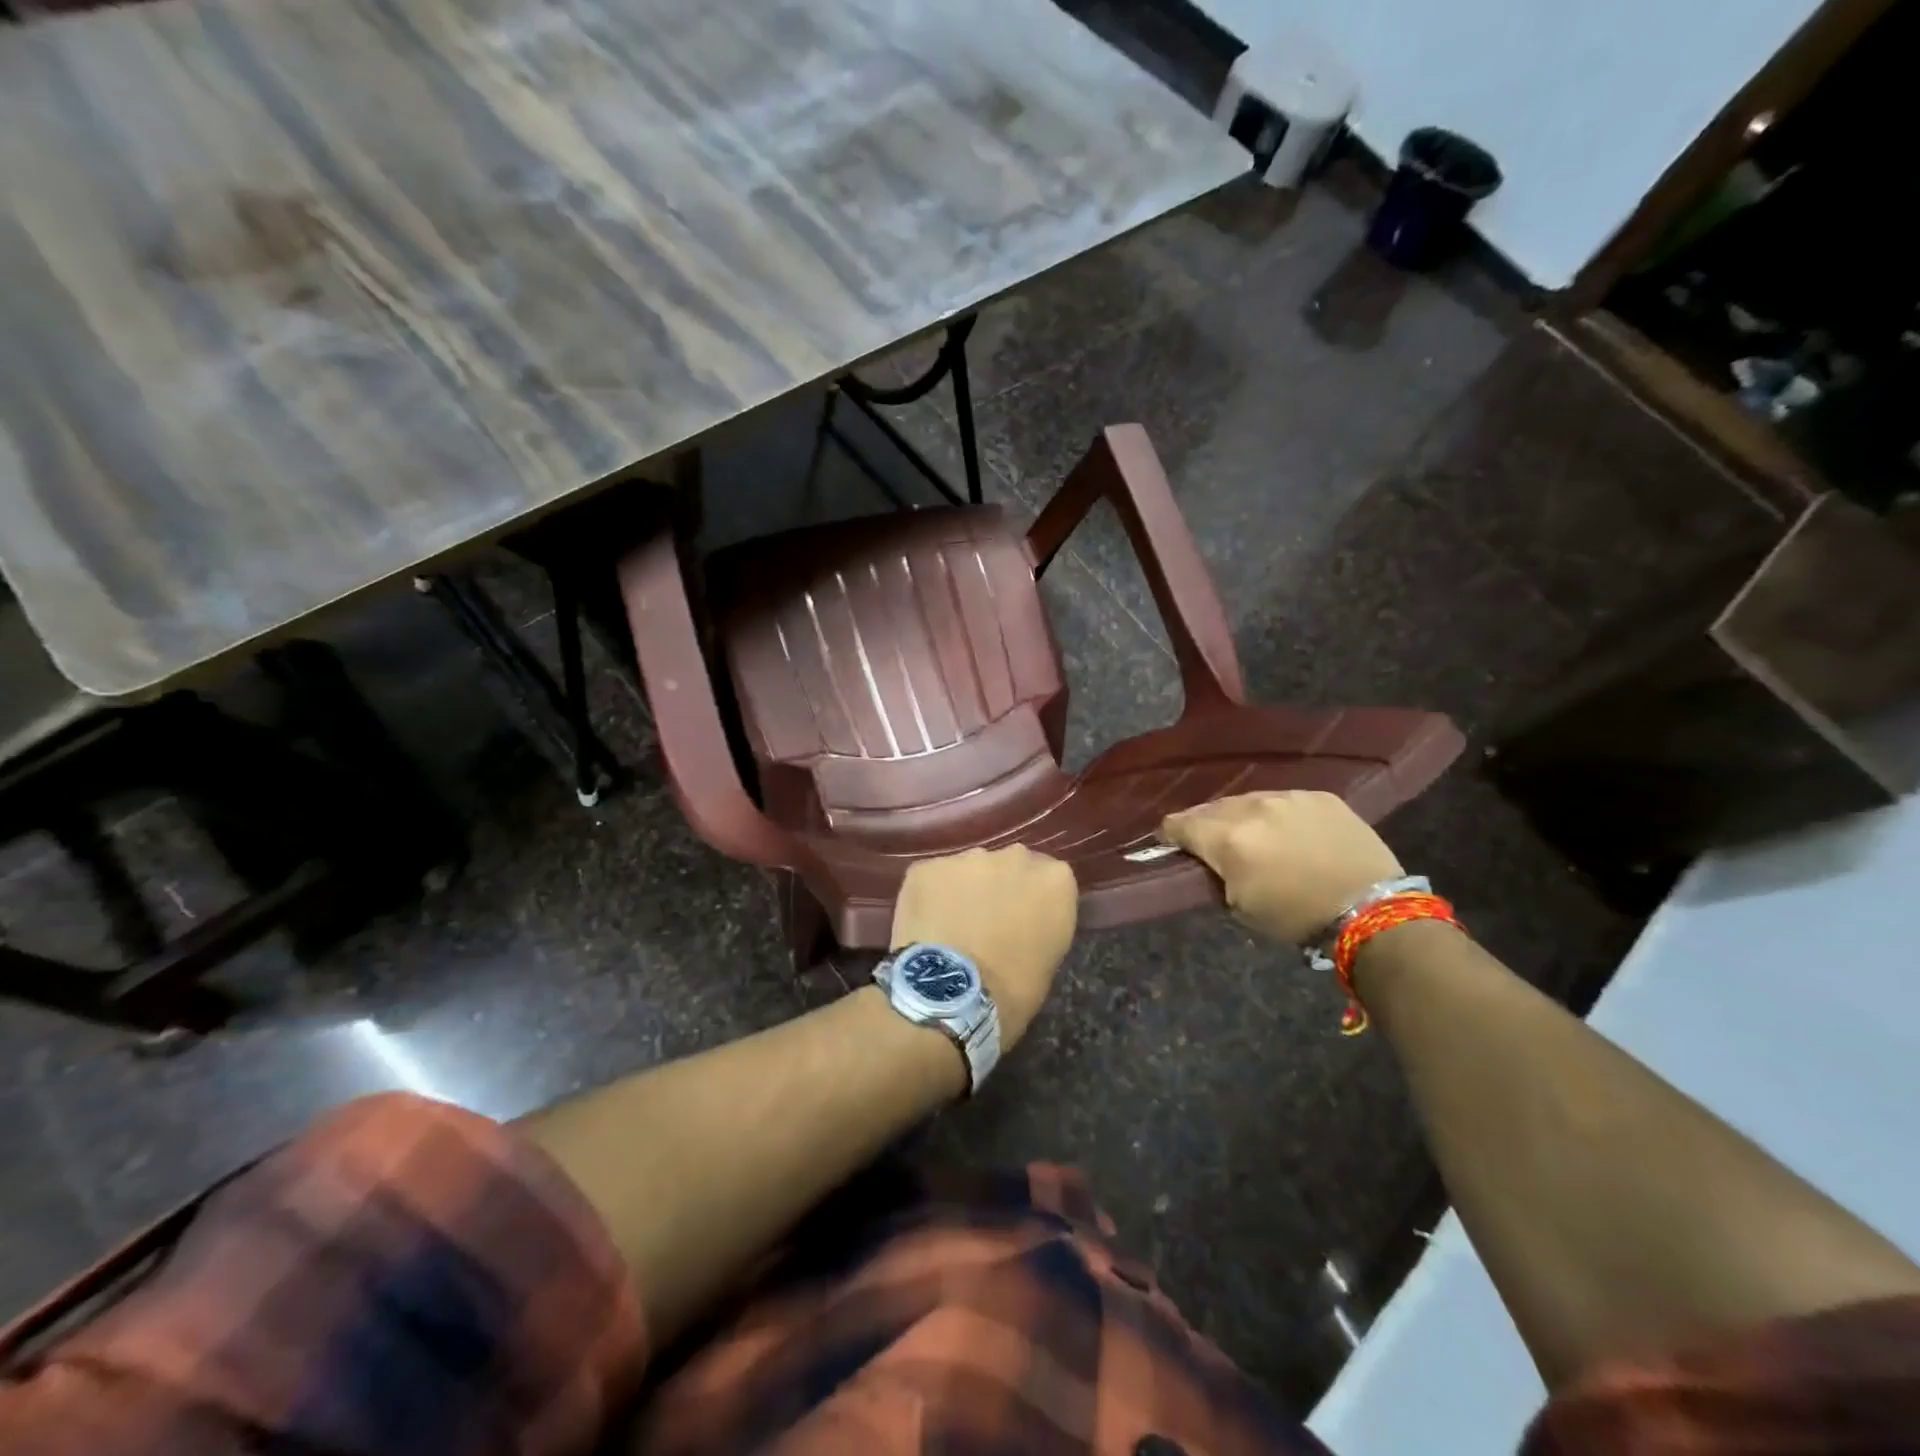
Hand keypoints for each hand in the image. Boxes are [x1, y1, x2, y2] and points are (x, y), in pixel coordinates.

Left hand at [891, 845, 1076, 1049]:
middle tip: (986, 922)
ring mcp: (968, 858)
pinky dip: (929, 897)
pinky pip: (932, 879)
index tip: (1022, 922)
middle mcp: (1014, 857)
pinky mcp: (927, 867)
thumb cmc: (1012, 991)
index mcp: (1055, 880)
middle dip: (999, 887)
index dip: (1032, 900)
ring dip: (963, 891)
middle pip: (1009, 866)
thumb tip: (1022, 924)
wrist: (950, 995)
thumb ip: (1040, 925)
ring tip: (951, 927)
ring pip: (968, 870)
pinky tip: (925, 927)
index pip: (1048, 879)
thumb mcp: (1047, 960)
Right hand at [1161, 791, 1402, 944]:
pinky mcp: (1320, 796)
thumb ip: (1216, 875)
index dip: (1169, 834)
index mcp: (1227, 838)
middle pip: (1212, 808)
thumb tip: (1210, 861)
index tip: (1170, 843)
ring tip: (1252, 835)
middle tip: (1212, 843)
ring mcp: (1289, 797)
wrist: (1371, 910)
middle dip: (1206, 824)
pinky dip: (1278, 815)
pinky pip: (1284, 800)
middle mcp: (1253, 808)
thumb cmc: (1296, 917)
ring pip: (1248, 800)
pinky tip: (1288, 833)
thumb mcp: (1240, 906)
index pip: (1179, 823)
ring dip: (1242, 817)